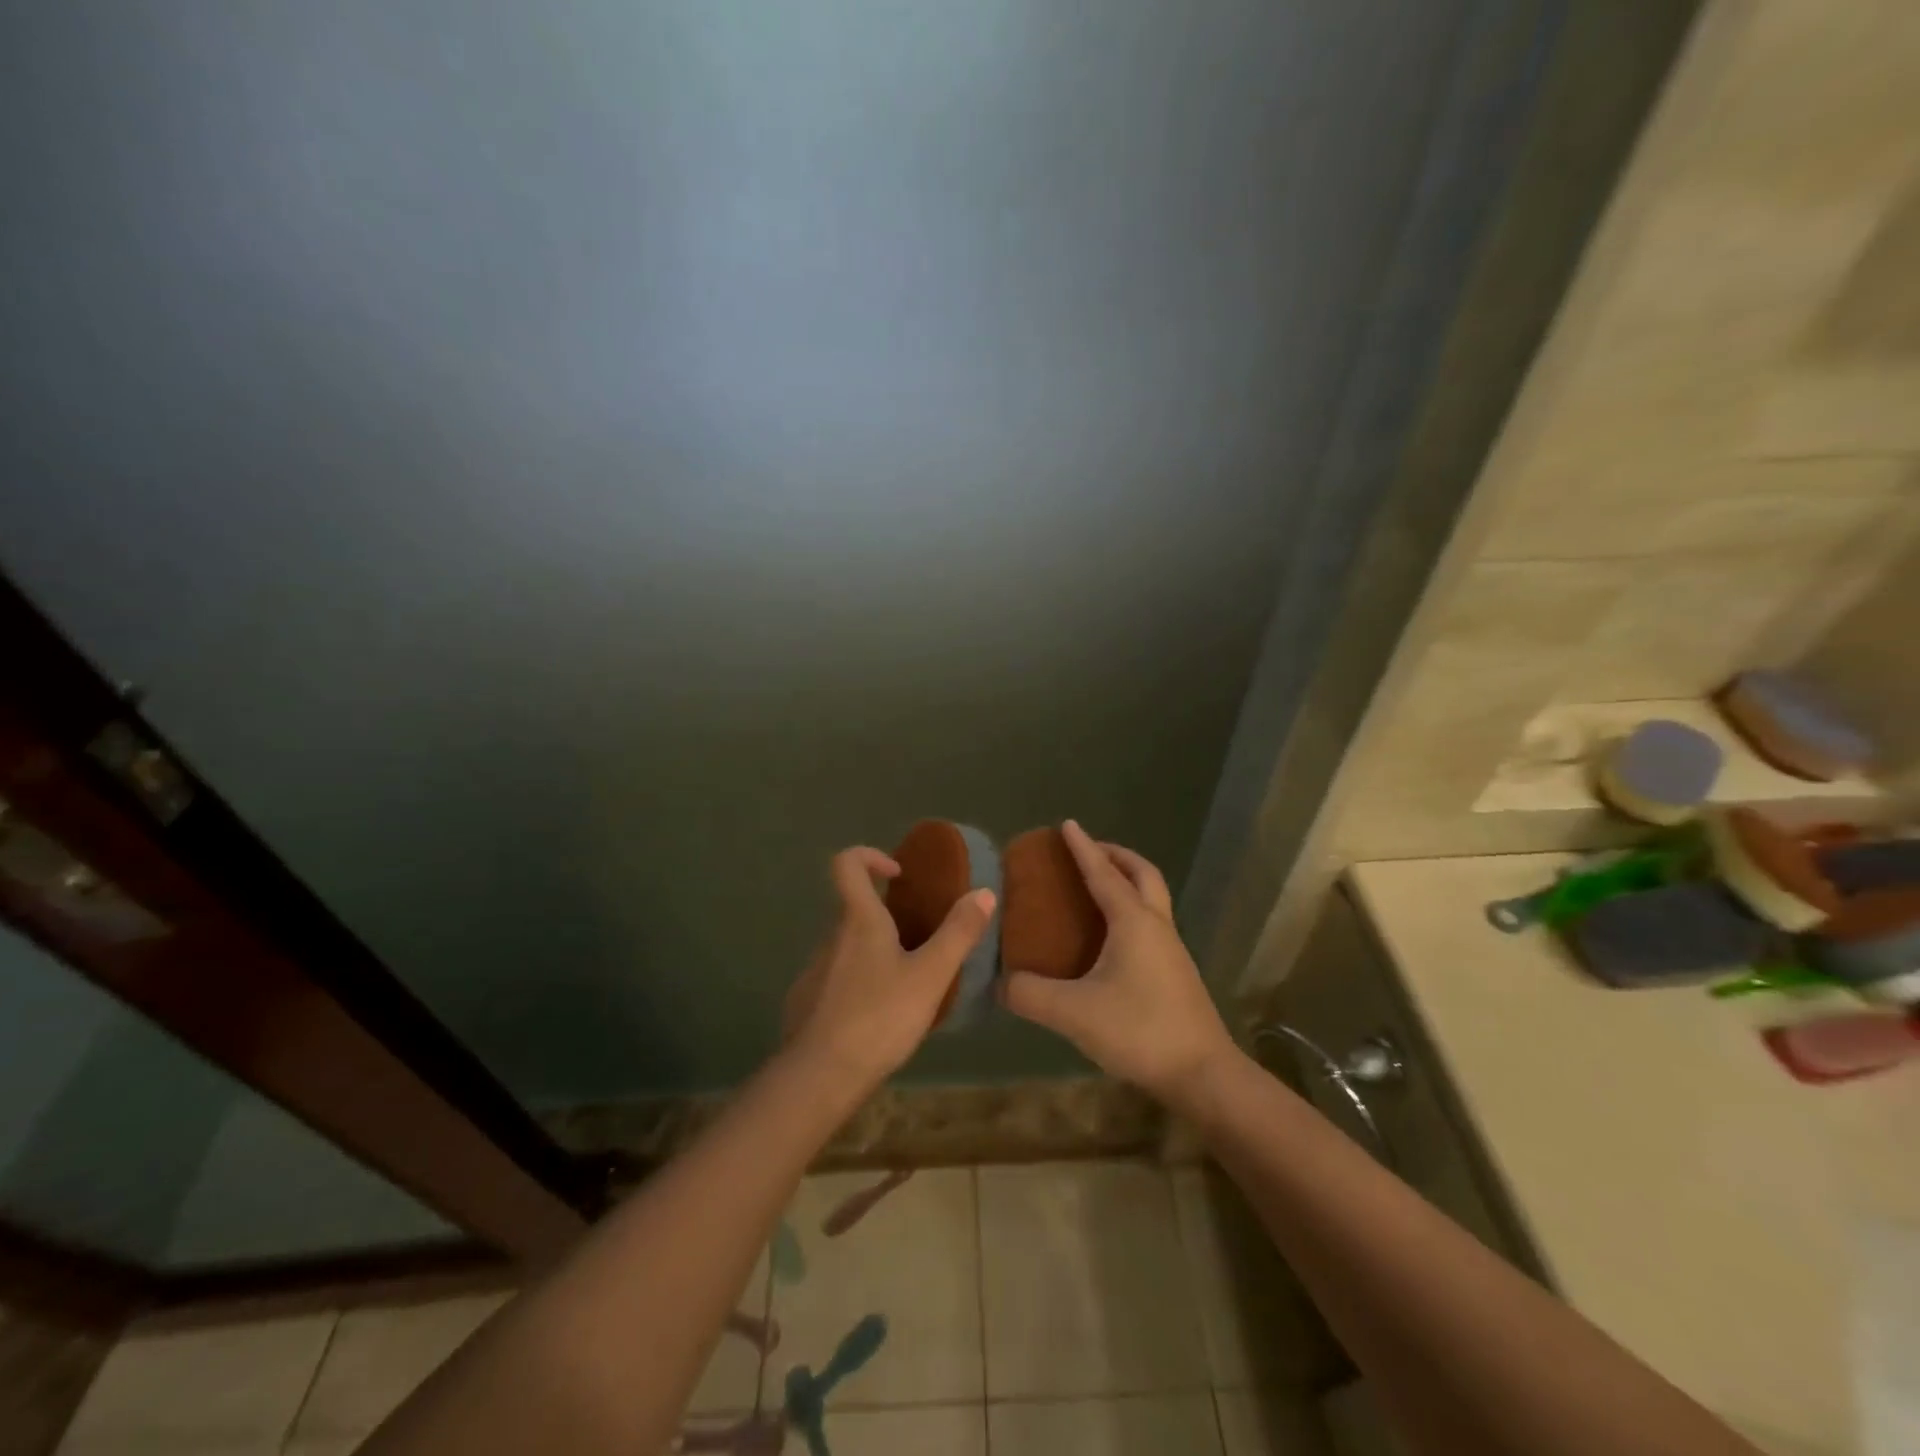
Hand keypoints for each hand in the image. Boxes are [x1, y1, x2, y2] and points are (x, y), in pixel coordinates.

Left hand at [781, 846, 994, 1094]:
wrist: (821, 1076)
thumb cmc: (879, 1017)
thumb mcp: (930, 976)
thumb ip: (958, 933)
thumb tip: (983, 892)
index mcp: (859, 921)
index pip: (847, 863)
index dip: (870, 856)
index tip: (898, 875)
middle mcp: (831, 936)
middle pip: (854, 908)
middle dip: (886, 916)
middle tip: (920, 941)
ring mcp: (815, 969)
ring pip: (847, 946)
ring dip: (875, 952)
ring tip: (907, 983)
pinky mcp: (807, 1001)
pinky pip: (836, 978)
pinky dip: (858, 983)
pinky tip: (879, 1015)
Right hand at [999, 821, 1234, 1103]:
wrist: (1202, 1073)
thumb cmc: (1139, 1030)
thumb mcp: (1073, 1013)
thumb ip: (1030, 995)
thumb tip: (1000, 983)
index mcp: (1132, 921)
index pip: (1103, 873)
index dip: (1082, 848)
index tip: (1067, 823)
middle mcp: (1156, 925)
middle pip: (1142, 873)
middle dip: (1116, 855)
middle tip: (1089, 852)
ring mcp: (1171, 948)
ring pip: (1152, 897)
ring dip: (1128, 880)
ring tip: (1098, 888)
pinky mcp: (1176, 971)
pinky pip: (1153, 921)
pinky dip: (1133, 909)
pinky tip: (1112, 937)